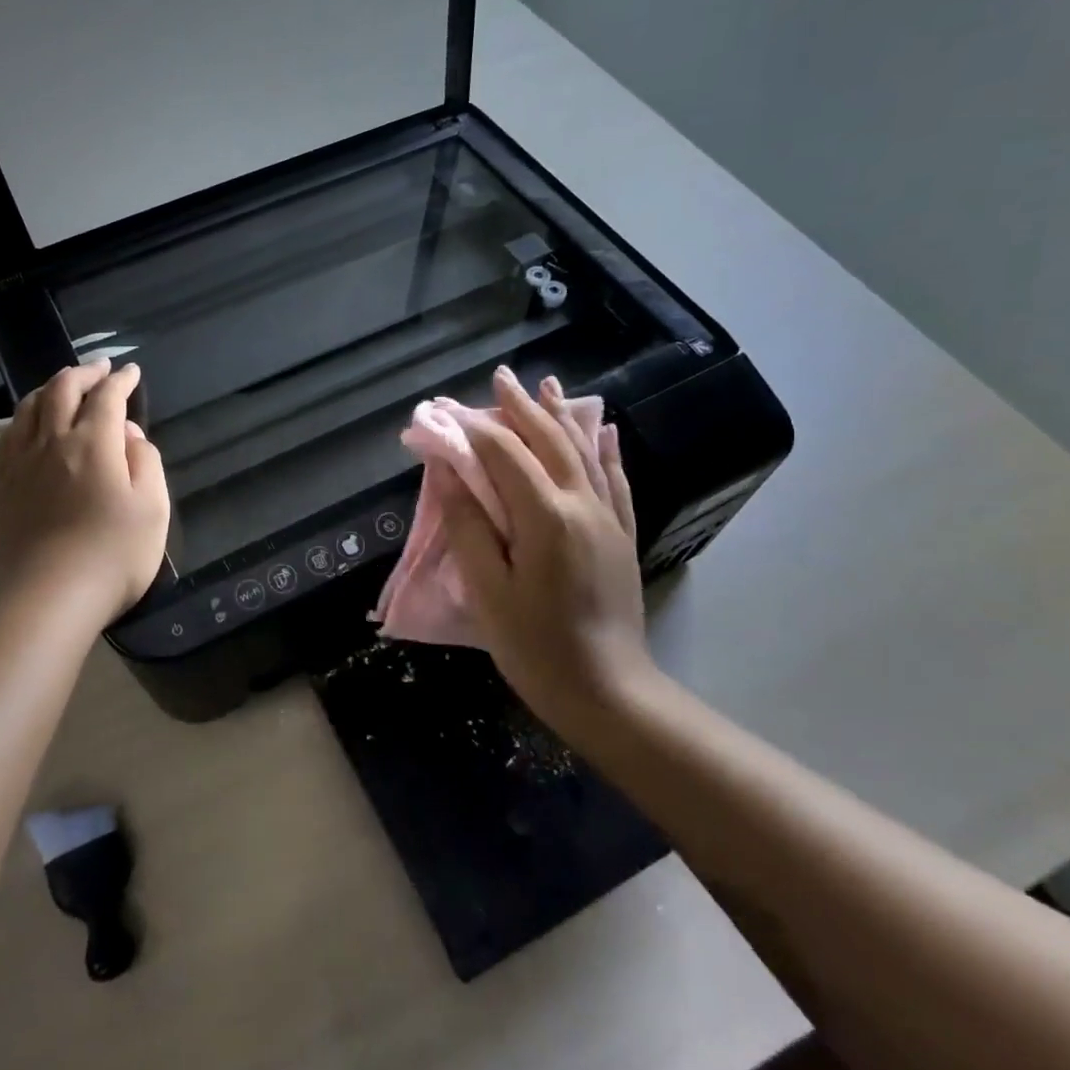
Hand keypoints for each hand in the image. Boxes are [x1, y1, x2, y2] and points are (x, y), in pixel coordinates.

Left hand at [0, 360, 169, 626]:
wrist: (48, 600)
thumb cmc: (113, 556)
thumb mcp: (153, 508)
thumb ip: (146, 462)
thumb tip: (129, 435)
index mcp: (94, 444)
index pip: (107, 397)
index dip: (121, 381)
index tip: (131, 372)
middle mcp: (53, 442)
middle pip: (62, 390)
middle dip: (84, 373)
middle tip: (100, 369)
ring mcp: (21, 463)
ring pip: (30, 407)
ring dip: (51, 388)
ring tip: (64, 387)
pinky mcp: (2, 487)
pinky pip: (8, 436)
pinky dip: (24, 417)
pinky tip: (29, 425)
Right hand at [441, 367, 661, 731]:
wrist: (608, 691)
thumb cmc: (535, 646)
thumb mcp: (488, 590)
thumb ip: (468, 525)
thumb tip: (448, 471)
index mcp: (545, 517)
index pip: (505, 456)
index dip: (474, 429)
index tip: (447, 411)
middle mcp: (583, 505)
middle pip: (549, 442)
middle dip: (522, 407)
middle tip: (500, 378)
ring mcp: (609, 519)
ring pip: (585, 452)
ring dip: (562, 416)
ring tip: (547, 386)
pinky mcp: (622, 536)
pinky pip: (615, 480)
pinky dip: (604, 450)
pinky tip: (603, 431)